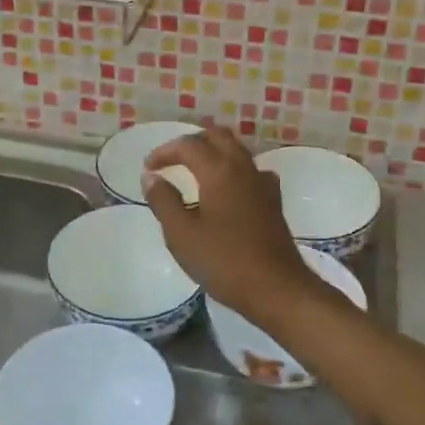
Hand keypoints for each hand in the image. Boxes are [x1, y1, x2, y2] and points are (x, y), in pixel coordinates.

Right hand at [140, 127, 324, 319]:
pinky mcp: (273, 200)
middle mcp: (243, 167)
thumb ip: (163, 201)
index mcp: (219, 170)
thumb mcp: (181, 234)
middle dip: (191, 143)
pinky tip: (226, 190)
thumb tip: (151, 177)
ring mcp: (262, 183)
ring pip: (236, 151)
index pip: (188, 145)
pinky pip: (249, 171)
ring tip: (194, 171)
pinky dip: (232, 170)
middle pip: (217, 137)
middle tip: (171, 161)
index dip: (164, 152)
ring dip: (213, 152)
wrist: (276, 287)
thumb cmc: (223, 261)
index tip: (148, 169)